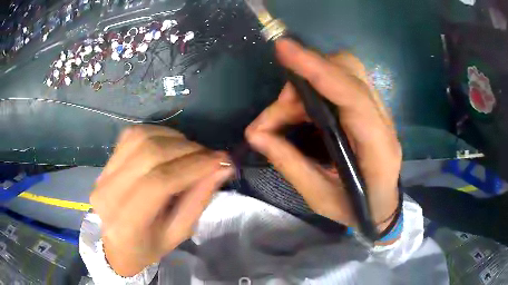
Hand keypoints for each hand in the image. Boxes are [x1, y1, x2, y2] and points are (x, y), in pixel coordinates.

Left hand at [90, 125, 232, 276]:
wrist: (114, 244)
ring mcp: (103, 173)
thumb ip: (198, 200)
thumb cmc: (148, 247)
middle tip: (211, 155)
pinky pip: (132, 135)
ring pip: (141, 138)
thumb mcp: (177, 234)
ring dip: (174, 138)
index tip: (221, 160)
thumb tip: (222, 167)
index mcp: (126, 223)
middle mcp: (109, 193)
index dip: (193, 166)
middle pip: (150, 154)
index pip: (160, 182)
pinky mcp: (105, 162)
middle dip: (187, 150)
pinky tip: (171, 144)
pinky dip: (158, 133)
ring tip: (192, 151)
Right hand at [246, 39, 401, 231]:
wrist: (382, 207)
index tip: (285, 49)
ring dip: (307, 83)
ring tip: (282, 116)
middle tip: (279, 110)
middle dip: (307, 75)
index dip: (317, 69)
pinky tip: (299, 113)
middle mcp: (382, 120)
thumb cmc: (355, 209)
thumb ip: (290, 164)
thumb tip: (256, 134)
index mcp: (377, 147)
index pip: (351, 95)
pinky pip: (341, 81)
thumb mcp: (319, 197)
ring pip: (344, 71)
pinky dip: (314, 88)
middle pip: (349, 70)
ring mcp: (379, 110)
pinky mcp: (369, 107)